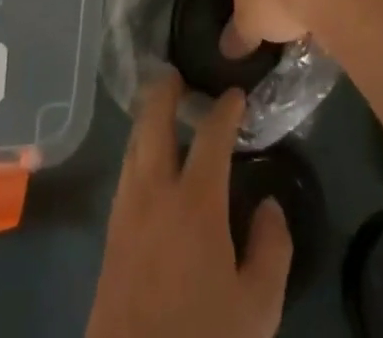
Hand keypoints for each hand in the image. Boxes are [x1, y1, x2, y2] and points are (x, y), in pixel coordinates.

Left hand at [86, 72, 292, 337]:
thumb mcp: (257, 308)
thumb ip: (272, 249)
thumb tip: (269, 204)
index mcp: (195, 201)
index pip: (211, 135)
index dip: (225, 109)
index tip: (236, 94)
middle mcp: (155, 191)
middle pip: (153, 121)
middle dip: (165, 91)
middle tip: (177, 74)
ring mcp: (126, 211)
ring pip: (133, 145)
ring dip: (148, 119)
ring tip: (162, 110)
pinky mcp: (110, 236)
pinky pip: (125, 173)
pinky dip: (137, 151)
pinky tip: (148, 163)